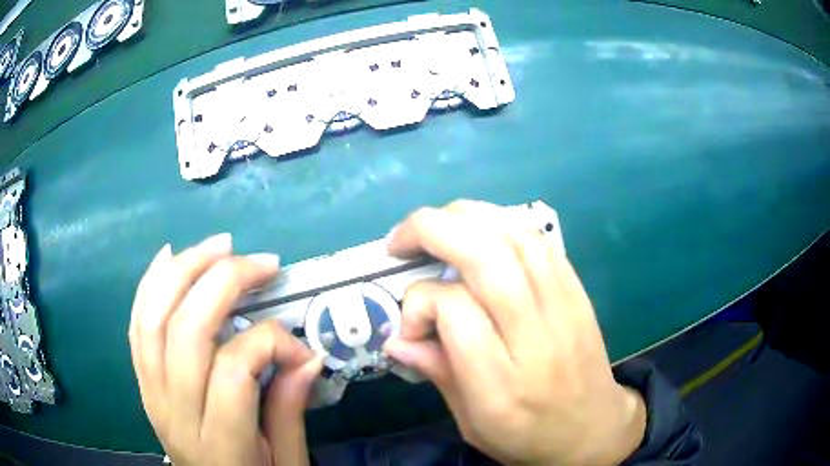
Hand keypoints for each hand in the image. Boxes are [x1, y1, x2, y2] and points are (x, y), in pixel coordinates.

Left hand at [128, 233, 321, 465]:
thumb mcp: (286, 463)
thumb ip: (290, 411)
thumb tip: (307, 356)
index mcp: (219, 443)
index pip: (233, 370)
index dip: (270, 343)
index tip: (303, 349)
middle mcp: (174, 412)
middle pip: (187, 330)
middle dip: (225, 282)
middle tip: (263, 263)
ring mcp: (150, 392)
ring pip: (154, 316)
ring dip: (186, 270)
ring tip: (220, 247)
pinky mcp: (142, 381)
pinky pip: (137, 324)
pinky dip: (151, 284)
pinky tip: (169, 256)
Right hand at [384, 200, 645, 464]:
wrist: (593, 429)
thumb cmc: (527, 436)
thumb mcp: (471, 423)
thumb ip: (437, 373)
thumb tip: (395, 338)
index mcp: (501, 384)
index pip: (455, 310)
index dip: (420, 303)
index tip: (411, 325)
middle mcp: (535, 336)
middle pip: (486, 256)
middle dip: (432, 230)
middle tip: (399, 240)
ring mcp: (563, 306)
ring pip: (514, 236)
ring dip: (465, 217)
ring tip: (435, 227)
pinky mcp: (577, 291)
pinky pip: (538, 240)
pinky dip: (501, 223)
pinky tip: (478, 231)